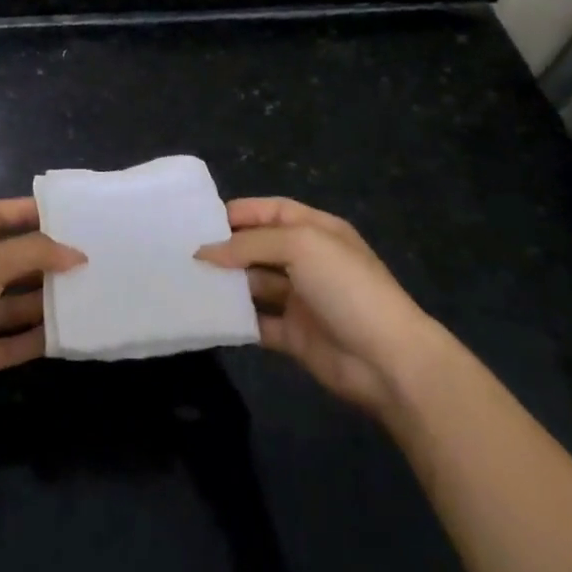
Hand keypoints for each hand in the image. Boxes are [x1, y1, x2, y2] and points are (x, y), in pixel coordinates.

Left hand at [0, 197, 85, 432]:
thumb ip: (33, 253)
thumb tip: (76, 254)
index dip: (27, 211)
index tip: (66, 213)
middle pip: (9, 261)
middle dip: (44, 260)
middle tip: (86, 259)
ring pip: (11, 304)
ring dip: (43, 301)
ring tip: (84, 296)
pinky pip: (8, 344)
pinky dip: (32, 340)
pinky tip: (64, 337)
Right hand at [196, 197, 434, 415]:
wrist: (387, 360)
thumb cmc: (345, 286)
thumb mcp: (299, 246)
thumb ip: (249, 244)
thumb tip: (204, 251)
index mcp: (316, 230)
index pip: (271, 211)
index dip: (239, 212)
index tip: (200, 220)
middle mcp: (308, 260)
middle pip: (259, 247)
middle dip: (227, 248)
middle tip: (183, 252)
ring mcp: (301, 299)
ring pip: (255, 284)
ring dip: (227, 283)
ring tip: (186, 281)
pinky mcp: (294, 335)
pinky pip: (257, 322)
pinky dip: (235, 319)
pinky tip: (206, 315)